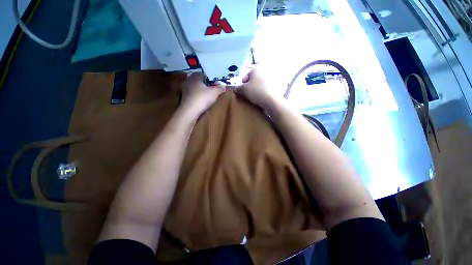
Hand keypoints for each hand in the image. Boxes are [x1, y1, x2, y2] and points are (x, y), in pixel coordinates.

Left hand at [180, 72, 224, 117]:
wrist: (190, 111)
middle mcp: (189, 79)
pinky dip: (198, 96)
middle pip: (201, 81)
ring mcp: (184, 88)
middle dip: (208, 86)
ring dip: (203, 91)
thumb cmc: (202, 98)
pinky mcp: (183, 96)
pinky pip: (193, 93)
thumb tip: (223, 87)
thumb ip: (220, 88)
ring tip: (209, 97)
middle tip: (214, 92)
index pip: (207, 75)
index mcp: (196, 75)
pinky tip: (202, 101)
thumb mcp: (215, 92)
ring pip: (197, 87)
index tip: (218, 87)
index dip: (214, 81)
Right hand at [235, 69, 273, 109]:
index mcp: (256, 70)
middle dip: (250, 86)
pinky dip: (263, 92)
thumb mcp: (244, 90)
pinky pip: (266, 89)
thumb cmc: (256, 92)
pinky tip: (261, 98)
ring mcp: (272, 79)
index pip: (246, 76)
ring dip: (257, 89)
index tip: (242, 91)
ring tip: (254, 97)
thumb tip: (235, 88)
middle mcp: (264, 72)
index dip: (243, 84)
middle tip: (248, 94)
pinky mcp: (276, 86)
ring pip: (260, 84)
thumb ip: (238, 88)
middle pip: (254, 80)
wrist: (271, 100)